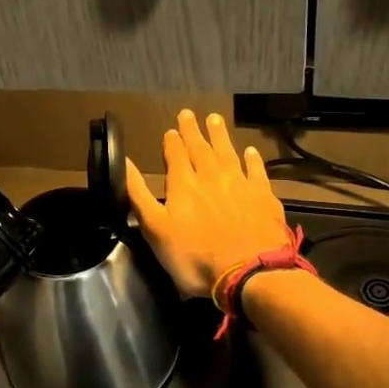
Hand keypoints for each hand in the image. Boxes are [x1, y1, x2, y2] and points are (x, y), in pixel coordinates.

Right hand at [126, 110, 290, 297]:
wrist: (249, 273)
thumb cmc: (195, 257)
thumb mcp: (155, 230)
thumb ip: (138, 195)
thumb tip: (125, 163)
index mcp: (183, 185)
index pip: (175, 156)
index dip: (172, 142)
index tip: (170, 130)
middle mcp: (211, 177)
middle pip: (201, 148)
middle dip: (193, 131)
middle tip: (189, 114)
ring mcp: (240, 185)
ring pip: (228, 153)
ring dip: (220, 136)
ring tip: (215, 119)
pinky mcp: (264, 197)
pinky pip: (257, 171)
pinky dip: (253, 160)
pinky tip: (251, 152)